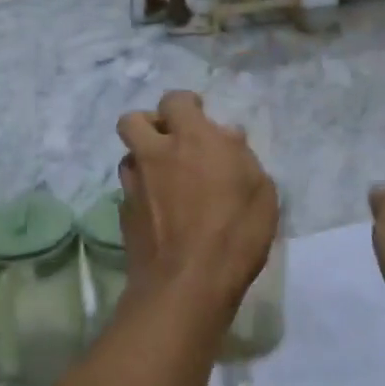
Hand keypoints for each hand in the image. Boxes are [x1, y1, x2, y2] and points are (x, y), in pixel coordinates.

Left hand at [116, 92, 278, 318]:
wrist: (187, 285)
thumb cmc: (235, 233)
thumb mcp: (260, 191)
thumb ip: (241, 156)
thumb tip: (226, 135)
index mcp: (192, 139)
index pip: (175, 100)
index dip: (185, 104)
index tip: (197, 115)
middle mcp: (156, 154)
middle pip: (133, 120)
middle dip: (150, 124)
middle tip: (171, 142)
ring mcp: (135, 185)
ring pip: (128, 156)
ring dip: (144, 159)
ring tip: (165, 179)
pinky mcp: (124, 215)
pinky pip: (129, 191)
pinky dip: (142, 193)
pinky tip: (161, 212)